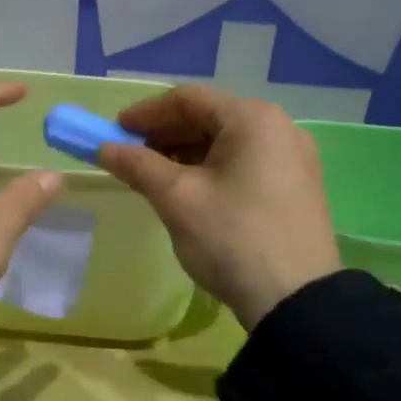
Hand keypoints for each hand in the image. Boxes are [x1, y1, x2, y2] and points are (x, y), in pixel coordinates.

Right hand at [95, 85, 340, 330]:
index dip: (145, 113)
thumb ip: (137, 165)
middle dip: (165, 134)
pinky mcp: (297, 186)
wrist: (297, 301)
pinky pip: (245, 162)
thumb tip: (104, 148)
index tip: (113, 133)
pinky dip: (211, 169)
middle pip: (209, 117)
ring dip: (186, 153)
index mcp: (252, 119)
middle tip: (130, 157)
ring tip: (154, 177)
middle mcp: (279, 127)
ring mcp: (293, 157)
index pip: (188, 99)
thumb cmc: (232, 238)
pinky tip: (189, 191)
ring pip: (227, 142)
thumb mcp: (177, 199)